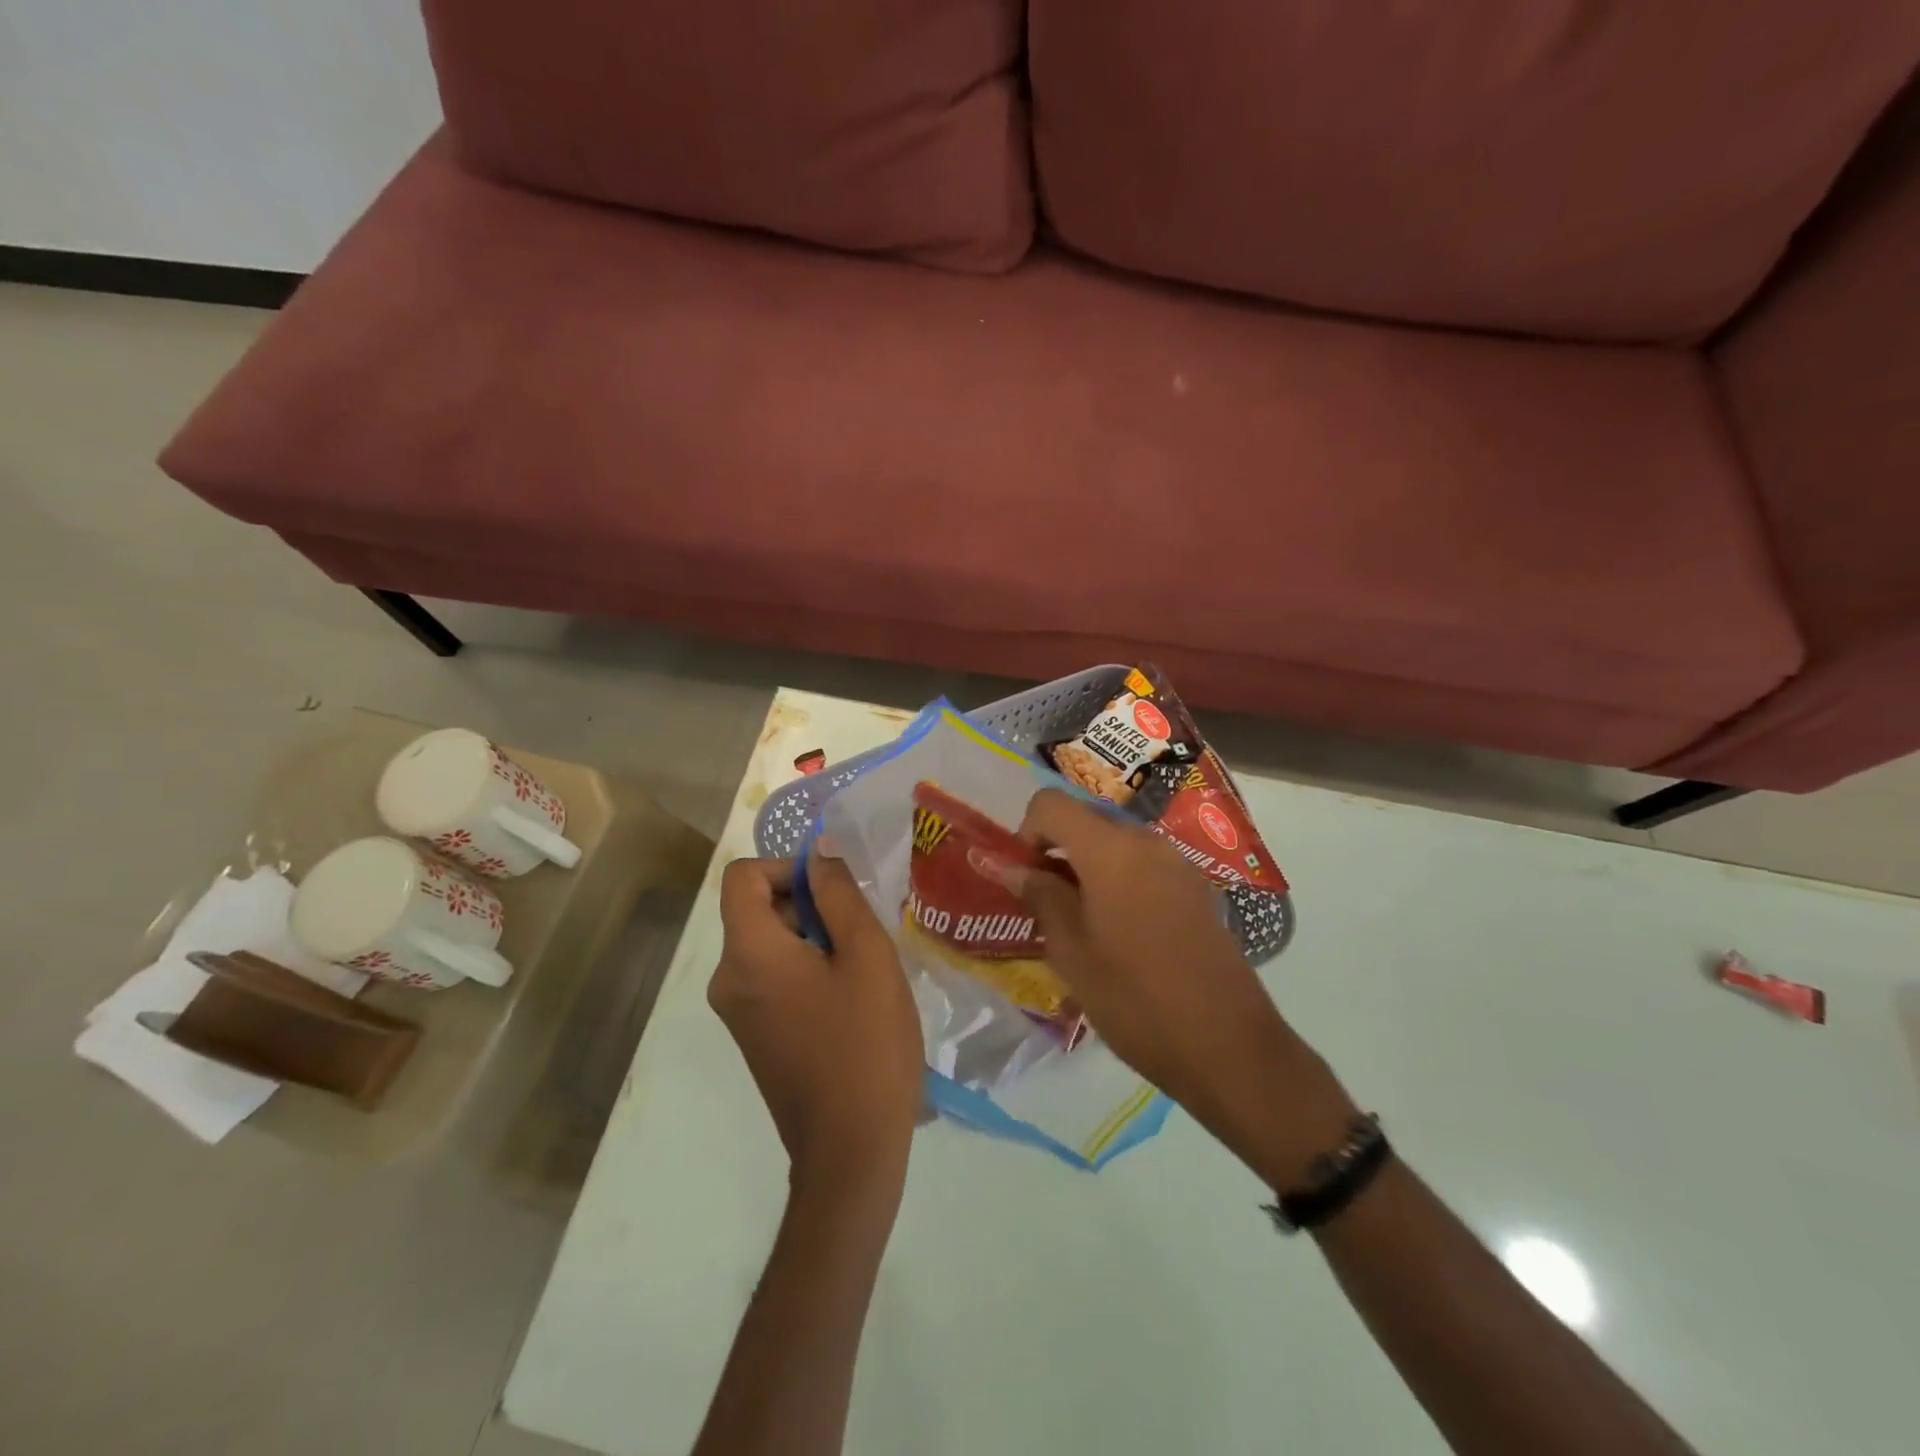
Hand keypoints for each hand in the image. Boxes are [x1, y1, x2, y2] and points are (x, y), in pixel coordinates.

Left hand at [710, 852, 924, 1195]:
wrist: (850, 1152)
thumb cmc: (865, 1045)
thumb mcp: (867, 957)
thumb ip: (839, 895)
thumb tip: (818, 852)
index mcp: (748, 953)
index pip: (742, 876)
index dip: (787, 867)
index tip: (834, 891)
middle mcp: (727, 978)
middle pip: (755, 908)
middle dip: (807, 904)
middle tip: (861, 932)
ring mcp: (736, 1011)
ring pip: (768, 942)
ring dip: (812, 937)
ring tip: (861, 967)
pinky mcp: (752, 1034)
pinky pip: (770, 976)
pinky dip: (804, 968)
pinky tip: (848, 998)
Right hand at [1013, 790, 1356, 1187]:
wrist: (1227, 1045)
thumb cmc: (1135, 999)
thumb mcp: (1071, 951)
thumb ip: (1040, 896)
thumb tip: (1012, 866)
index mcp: (1110, 849)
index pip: (1050, 804)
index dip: (1026, 833)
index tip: (1025, 878)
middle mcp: (1146, 841)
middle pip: (1085, 821)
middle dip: (1056, 852)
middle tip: (1046, 906)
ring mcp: (1177, 863)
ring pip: (1115, 845)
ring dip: (1087, 869)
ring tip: (1081, 925)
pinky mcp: (1197, 888)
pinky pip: (1143, 866)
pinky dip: (1118, 882)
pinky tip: (1121, 934)